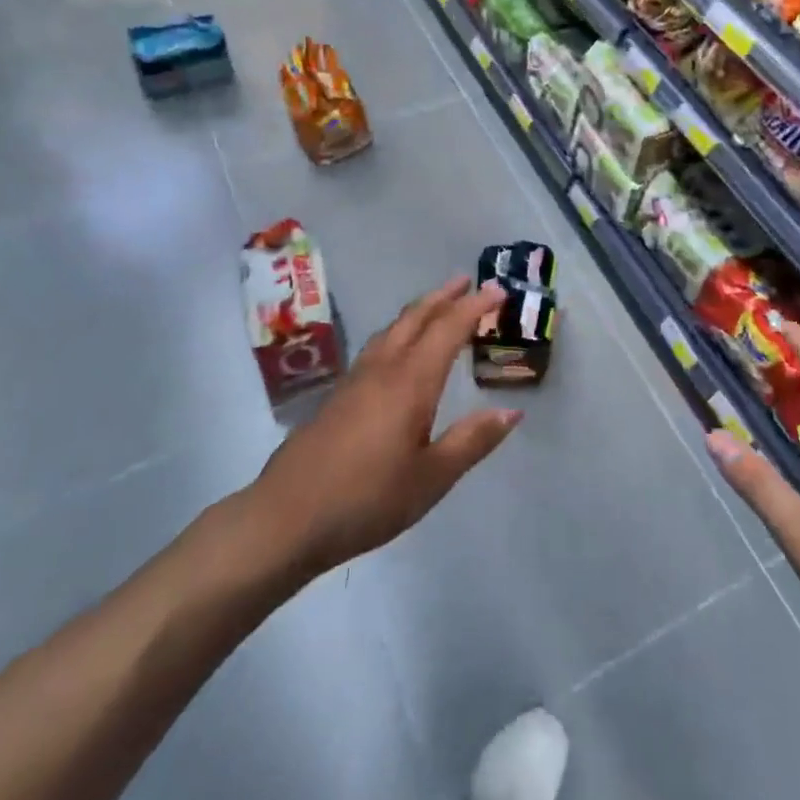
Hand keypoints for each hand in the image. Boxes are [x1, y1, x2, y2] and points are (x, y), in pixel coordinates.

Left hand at [253, 276, 520, 574]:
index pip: (448, 329)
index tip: (498, 290)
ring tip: (437, 306)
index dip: (474, 307)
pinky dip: (400, 331)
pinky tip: (398, 349)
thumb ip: (471, 441)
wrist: (287, 516)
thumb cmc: (367, 499)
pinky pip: (378, 345)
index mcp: (411, 381)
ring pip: (393, 329)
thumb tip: (512, 411)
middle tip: (468, 282)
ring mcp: (356, 379)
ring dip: (419, 311)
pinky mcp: (338, 394)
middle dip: (444, 297)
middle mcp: (384, 368)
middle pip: (416, 318)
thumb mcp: (431, 478)